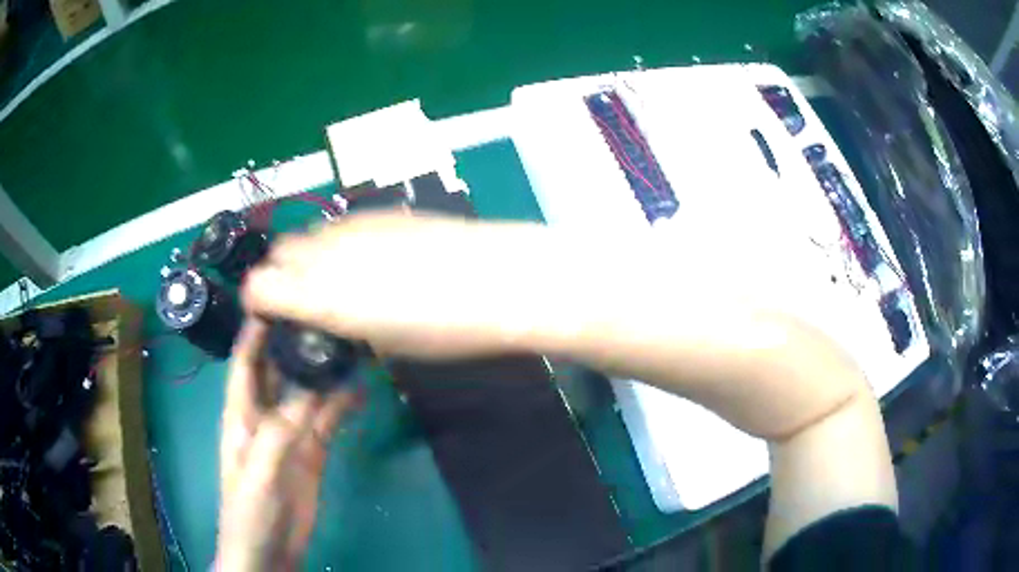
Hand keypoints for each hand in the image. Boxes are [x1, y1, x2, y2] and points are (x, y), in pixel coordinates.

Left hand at [216, 320, 354, 570]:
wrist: (269, 551)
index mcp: (241, 412)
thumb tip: (314, 387)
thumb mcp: (260, 470)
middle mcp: (265, 414)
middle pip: (280, 369)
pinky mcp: (312, 452)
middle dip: (297, 341)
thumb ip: (282, 430)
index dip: (257, 327)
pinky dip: (342, 404)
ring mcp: (291, 433)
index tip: (281, 293)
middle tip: (329, 312)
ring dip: (326, 371)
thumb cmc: (249, 510)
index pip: (246, 359)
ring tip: (353, 345)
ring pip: (308, 392)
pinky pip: (327, 420)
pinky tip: (361, 389)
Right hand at [242, 212, 550, 357]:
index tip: (271, 315)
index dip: (257, 301)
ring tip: (339, 279)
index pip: (258, 286)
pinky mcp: (380, 212)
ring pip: (309, 235)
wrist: (499, 278)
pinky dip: (339, 242)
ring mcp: (353, 226)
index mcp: (321, 296)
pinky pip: (341, 226)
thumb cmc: (445, 329)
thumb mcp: (386, 345)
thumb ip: (345, 325)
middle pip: (279, 253)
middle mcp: (326, 253)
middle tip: (305, 299)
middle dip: (281, 275)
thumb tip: (335, 318)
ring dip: (309, 257)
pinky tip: (370, 258)